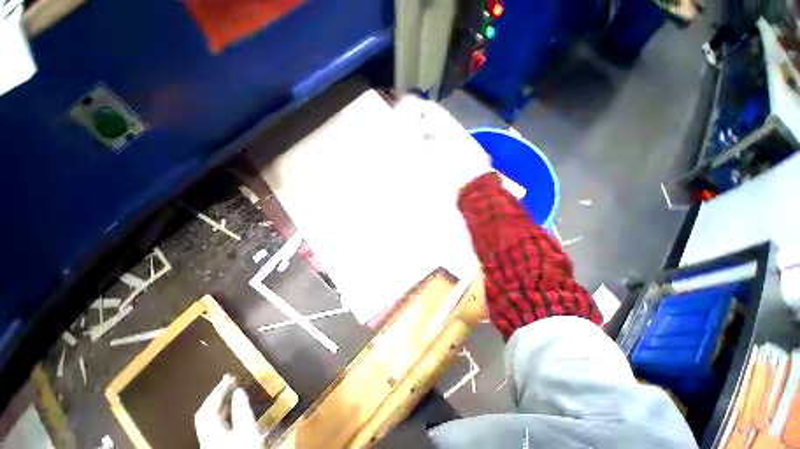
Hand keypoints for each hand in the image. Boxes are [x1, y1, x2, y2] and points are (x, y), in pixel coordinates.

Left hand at [195, 375, 261, 448]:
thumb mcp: (247, 430)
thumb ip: (242, 411)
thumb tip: (239, 390)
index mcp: (210, 431)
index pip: (207, 408)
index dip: (217, 390)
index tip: (230, 376)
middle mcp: (207, 436)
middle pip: (205, 414)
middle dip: (216, 396)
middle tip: (230, 381)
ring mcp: (211, 442)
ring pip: (210, 420)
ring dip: (220, 404)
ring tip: (232, 393)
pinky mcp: (218, 445)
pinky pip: (217, 425)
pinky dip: (224, 413)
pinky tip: (233, 412)